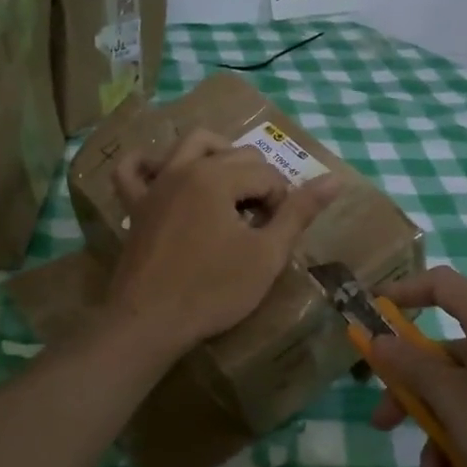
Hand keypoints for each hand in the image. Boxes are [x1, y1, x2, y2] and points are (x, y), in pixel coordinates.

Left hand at [104, 130, 339, 353]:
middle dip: (256, 182)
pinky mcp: (135, 205)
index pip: (267, 174)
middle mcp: (185, 168)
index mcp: (218, 177)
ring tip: (231, 189)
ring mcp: (156, 184)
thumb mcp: (266, 255)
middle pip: (236, 155)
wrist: (149, 322)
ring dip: (217, 155)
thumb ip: (299, 213)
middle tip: (260, 225)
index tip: (277, 236)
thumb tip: (334, 179)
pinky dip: (148, 164)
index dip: (282, 204)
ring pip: (190, 144)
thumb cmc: (213, 290)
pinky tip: (164, 173)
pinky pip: (132, 169)